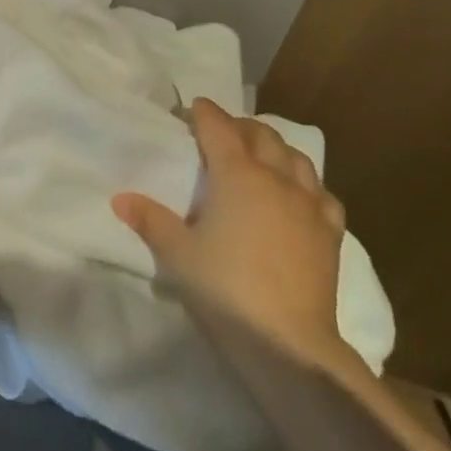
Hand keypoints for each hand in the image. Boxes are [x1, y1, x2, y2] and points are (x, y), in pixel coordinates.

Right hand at [113, 99, 351, 370]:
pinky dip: (306, 185)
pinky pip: (322, 194)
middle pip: (261, 135)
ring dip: (275, 148)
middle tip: (222, 133)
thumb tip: (120, 199)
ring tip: (260, 156)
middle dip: (240, 126)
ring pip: (296, 158)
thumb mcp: (177, 254)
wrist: (287, 341)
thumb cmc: (224, 288)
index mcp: (237, 175)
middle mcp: (276, 178)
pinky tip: (299, 196)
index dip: (203, 113)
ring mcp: (308, 204)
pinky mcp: (330, 233)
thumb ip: (150, 220)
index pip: (218, 127)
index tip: (191, 109)